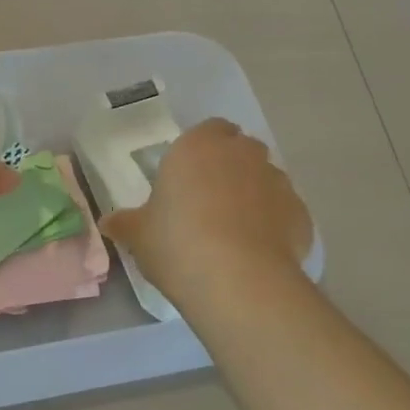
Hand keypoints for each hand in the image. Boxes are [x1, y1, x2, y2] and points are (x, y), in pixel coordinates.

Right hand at [101, 119, 312, 303]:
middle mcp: (242, 154)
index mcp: (198, 147)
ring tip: (234, 231)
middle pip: (241, 149)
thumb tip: (108, 223)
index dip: (200, 150)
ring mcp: (277, 182)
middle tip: (208, 201)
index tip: (187, 176)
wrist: (238, 280)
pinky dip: (273, 224)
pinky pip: (284, 212)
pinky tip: (257, 252)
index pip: (209, 129)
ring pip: (265, 178)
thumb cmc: (178, 243)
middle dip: (229, 167)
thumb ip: (125, 223)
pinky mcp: (301, 214)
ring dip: (253, 194)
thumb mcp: (139, 235)